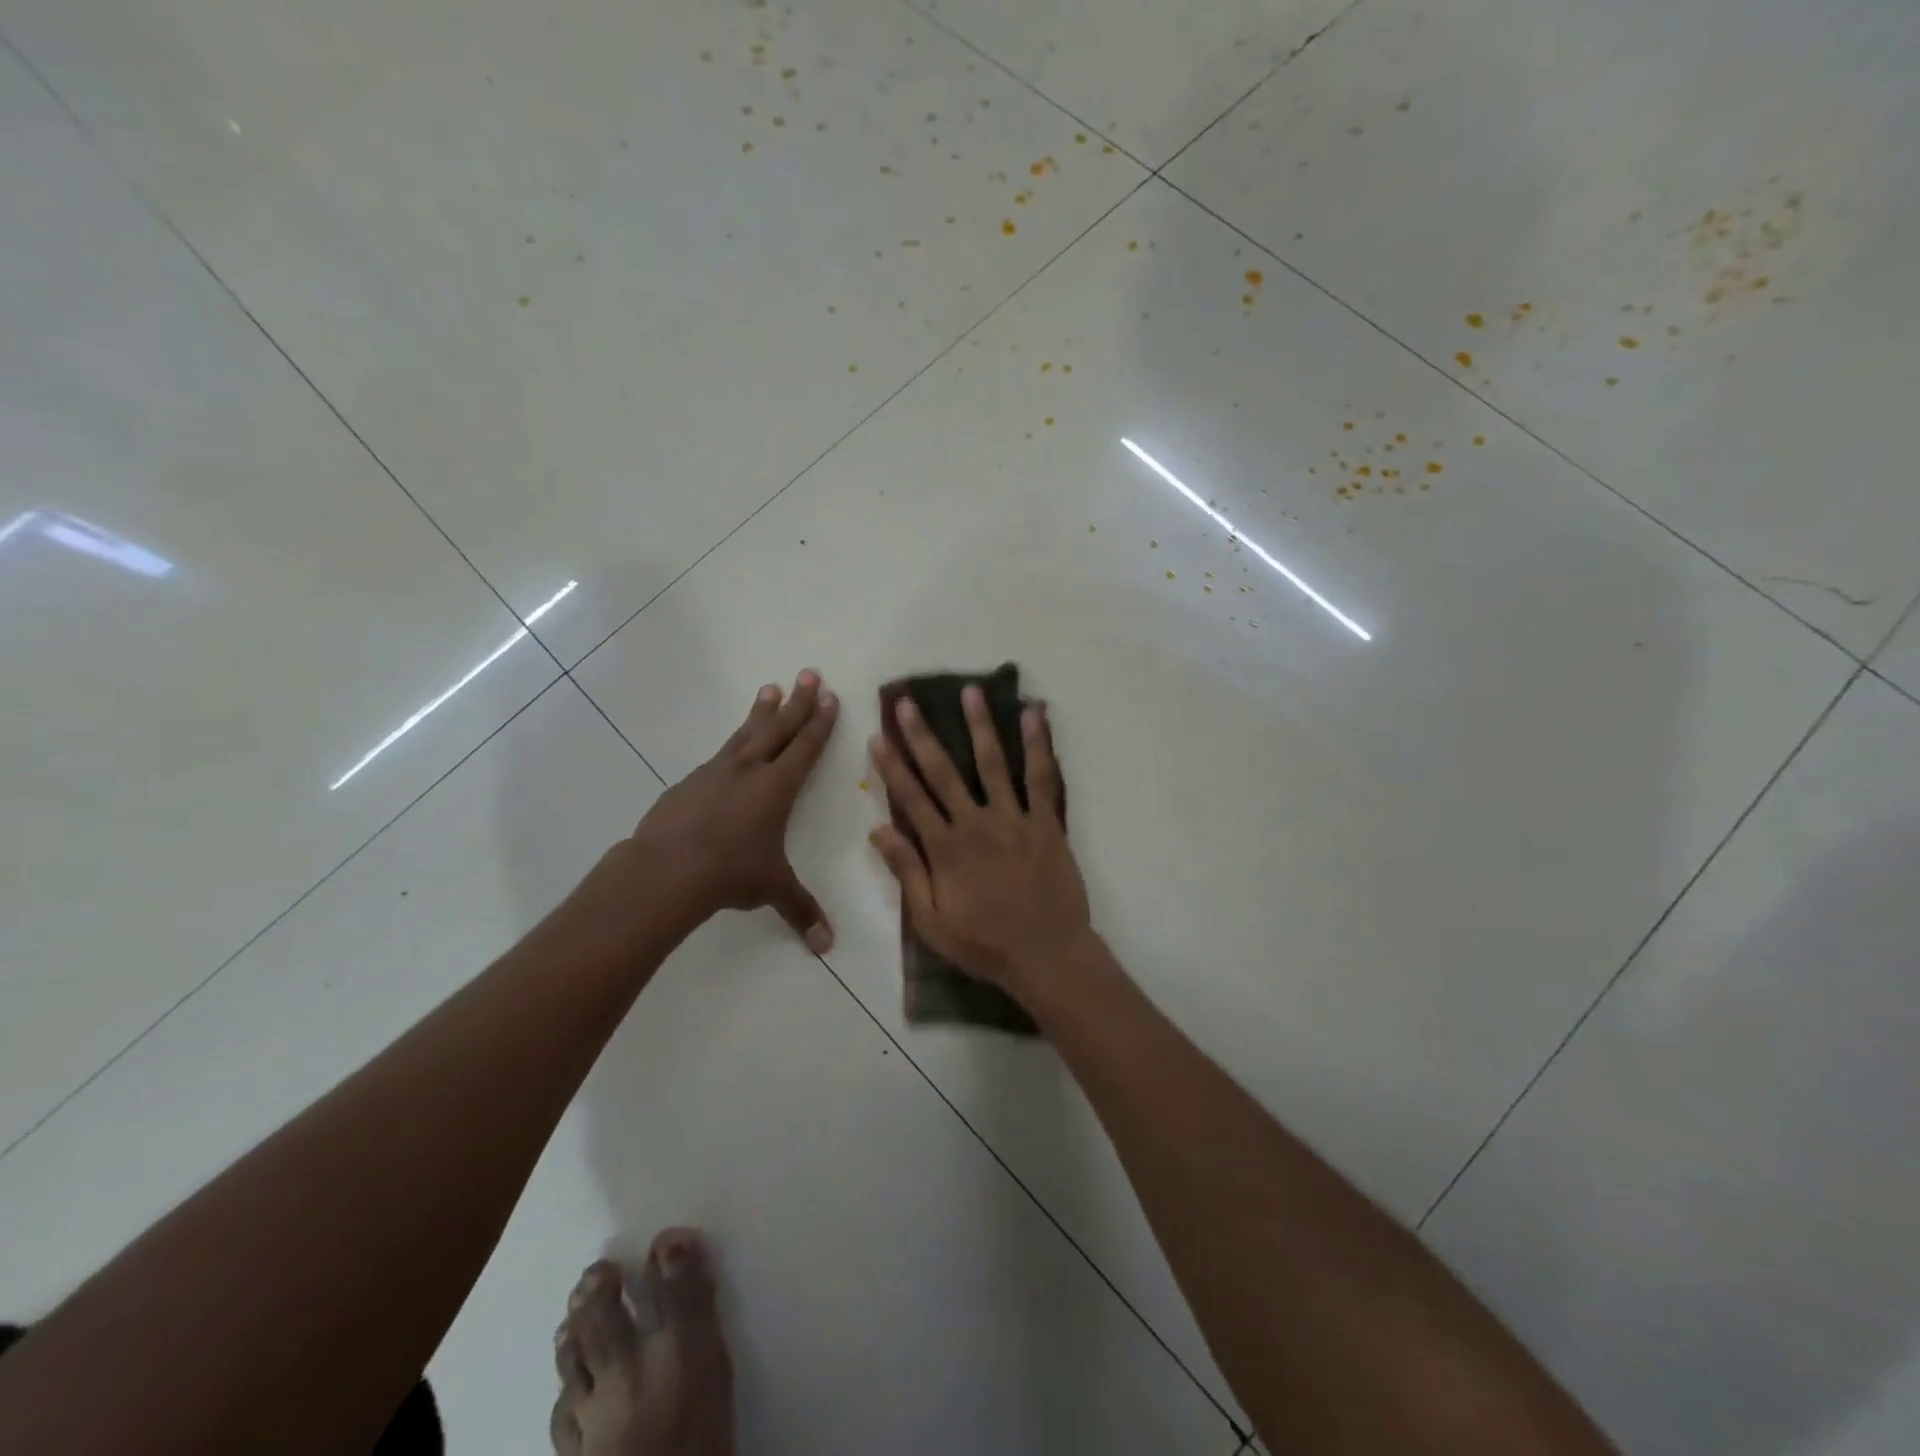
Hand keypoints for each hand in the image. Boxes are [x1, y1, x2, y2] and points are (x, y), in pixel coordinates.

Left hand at [623, 670, 838, 949]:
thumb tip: (827, 946)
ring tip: (770, 689)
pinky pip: (718, 756)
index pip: (806, 747)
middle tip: (808, 673)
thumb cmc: (730, 873)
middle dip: (798, 701)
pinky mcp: (689, 783)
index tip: (829, 697)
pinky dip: (732, 745)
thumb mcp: (771, 888)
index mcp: (777, 787)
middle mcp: (749, 770)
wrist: (666, 870)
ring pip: (745, 733)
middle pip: (778, 727)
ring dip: (761, 712)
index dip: (820, 723)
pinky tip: (730, 749)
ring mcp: (715, 772)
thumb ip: (801, 910)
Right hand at [867, 686, 1090, 992]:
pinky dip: (1039, 744)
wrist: (1047, 954)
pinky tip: (1034, 714)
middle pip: (944, 772)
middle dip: (922, 736)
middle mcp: (976, 823)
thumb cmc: (985, 944)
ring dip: (980, 725)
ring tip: (970, 691)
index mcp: (945, 848)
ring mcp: (1014, 818)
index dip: (892, 766)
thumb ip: (906, 873)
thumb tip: (879, 829)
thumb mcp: (932, 921)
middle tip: (908, 703)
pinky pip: (1042, 777)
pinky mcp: (1046, 821)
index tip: (878, 737)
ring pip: (993, 763)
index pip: (911, 798)